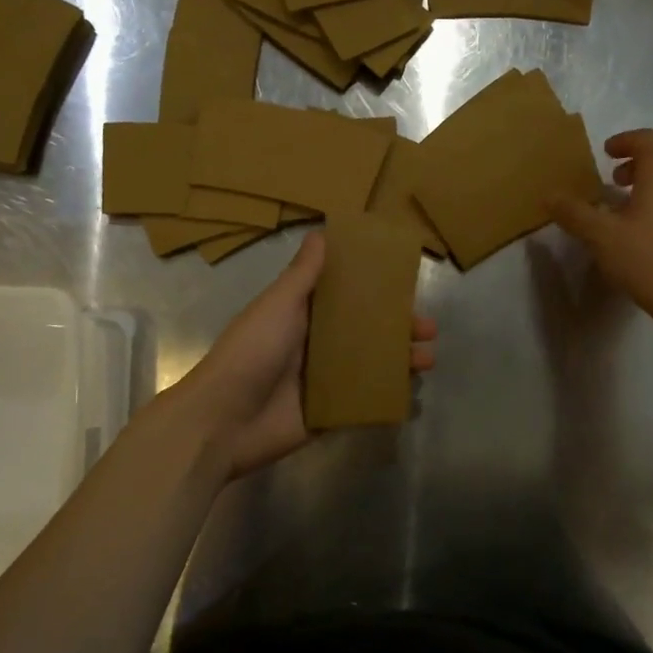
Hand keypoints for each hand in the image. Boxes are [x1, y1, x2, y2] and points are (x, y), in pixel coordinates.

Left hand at [172, 232, 436, 478]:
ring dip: (399, 361)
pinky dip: (386, 395)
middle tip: (428, 329)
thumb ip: (303, 274)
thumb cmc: (252, 352)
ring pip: (369, 365)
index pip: (346, 298)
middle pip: (365, 332)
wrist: (224, 420)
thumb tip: (322, 231)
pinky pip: (363, 401)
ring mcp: (322, 381)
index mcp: (302, 315)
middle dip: (397, 329)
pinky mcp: (328, 413)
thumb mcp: (278, 304)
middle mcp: (314, 345)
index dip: (376, 292)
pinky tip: (411, 393)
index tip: (406, 286)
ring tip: (428, 359)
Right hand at [549, 129, 652, 328]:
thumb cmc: (648, 258)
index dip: (624, 141)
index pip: (645, 139)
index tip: (606, 153)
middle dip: (643, 161)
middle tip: (619, 180)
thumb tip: (548, 196)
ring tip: (632, 206)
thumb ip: (574, 213)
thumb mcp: (601, 236)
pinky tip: (652, 230)